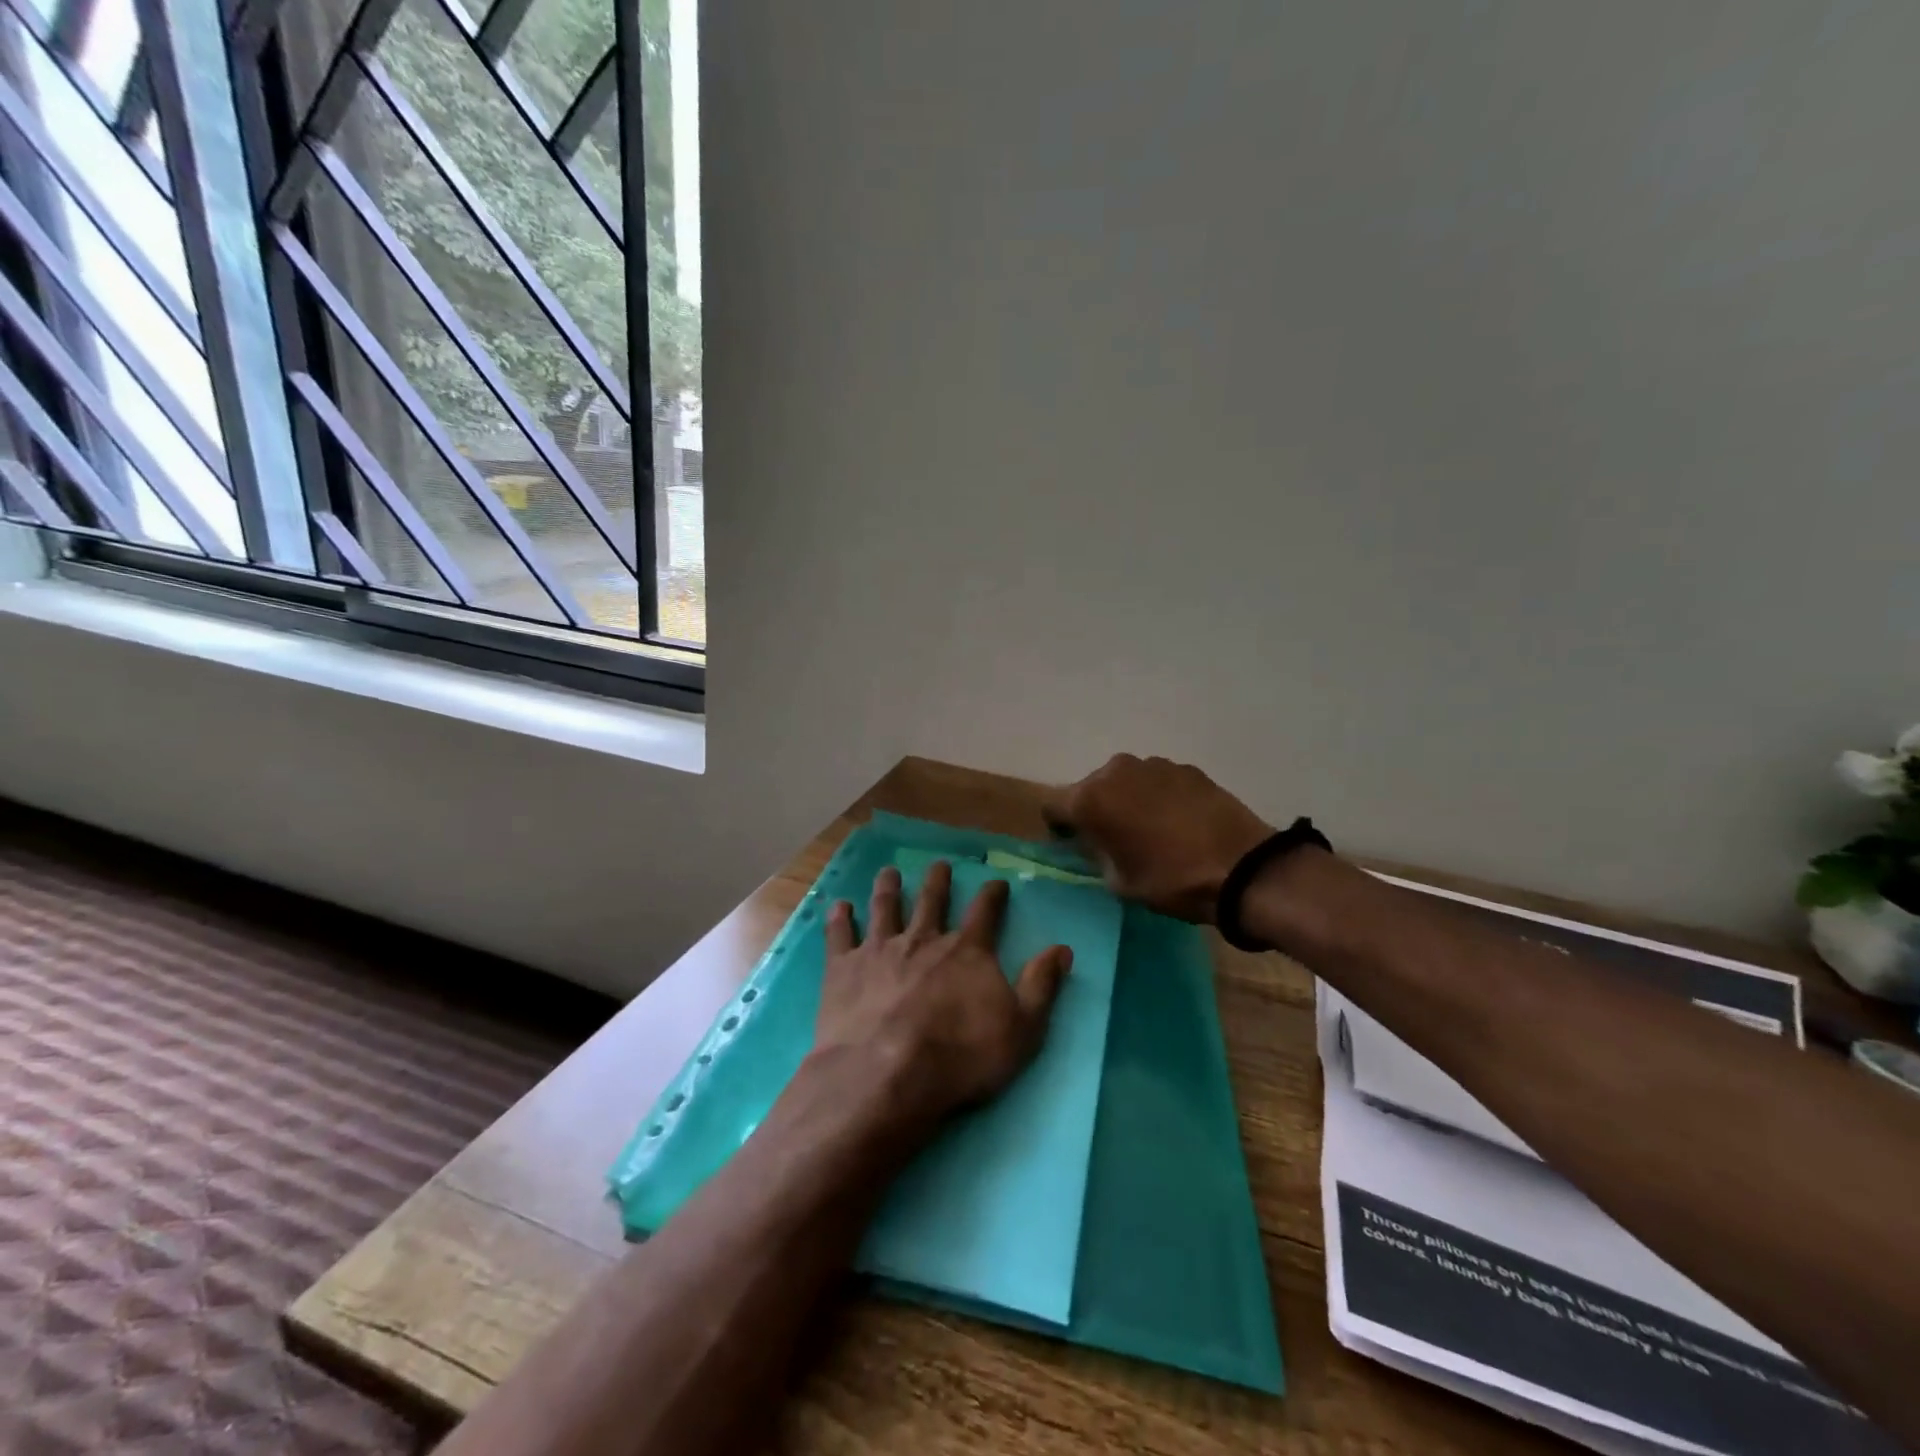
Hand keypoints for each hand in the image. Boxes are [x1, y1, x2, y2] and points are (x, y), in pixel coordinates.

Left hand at [813, 862, 1072, 1127]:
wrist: (887, 1074)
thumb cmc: (960, 1057)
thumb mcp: (1022, 1029)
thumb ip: (1041, 986)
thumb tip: (1062, 948)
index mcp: (967, 951)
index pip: (985, 912)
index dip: (992, 895)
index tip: (996, 882)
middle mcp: (924, 940)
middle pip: (931, 900)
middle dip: (937, 880)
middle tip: (938, 864)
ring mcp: (880, 950)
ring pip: (886, 908)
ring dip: (888, 888)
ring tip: (888, 872)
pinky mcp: (844, 968)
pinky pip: (840, 935)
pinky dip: (840, 918)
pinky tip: (839, 905)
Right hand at [1042, 754, 1272, 922]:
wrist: (1242, 869)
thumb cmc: (1170, 880)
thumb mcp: (1118, 881)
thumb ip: (1095, 853)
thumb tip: (1092, 841)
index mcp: (1090, 799)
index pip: (1052, 804)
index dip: (1058, 825)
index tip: (1073, 844)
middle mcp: (1115, 771)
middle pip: (1089, 787)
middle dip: (1094, 809)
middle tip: (1113, 838)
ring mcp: (1153, 765)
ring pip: (1124, 781)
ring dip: (1127, 800)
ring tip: (1150, 829)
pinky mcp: (1186, 768)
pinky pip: (1156, 781)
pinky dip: (1157, 796)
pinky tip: (1178, 822)